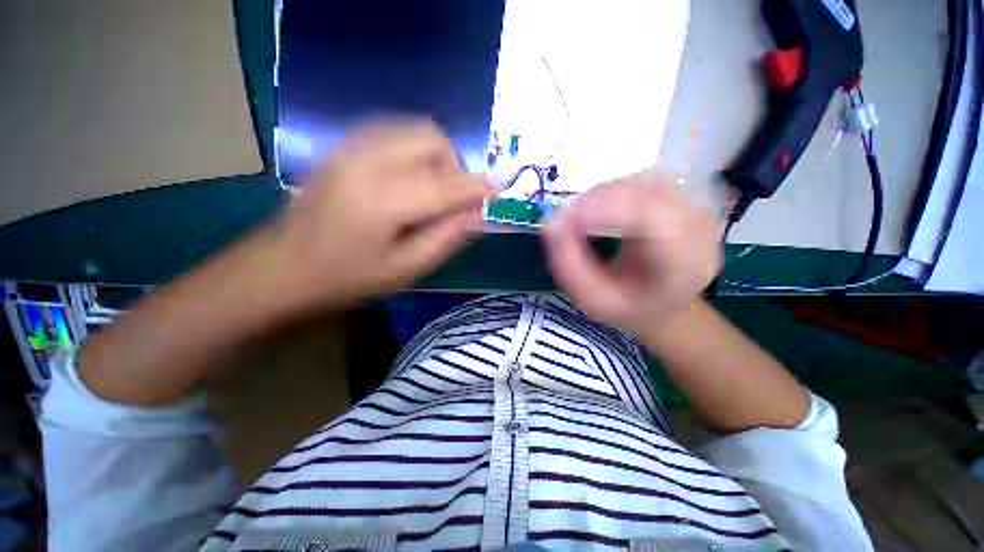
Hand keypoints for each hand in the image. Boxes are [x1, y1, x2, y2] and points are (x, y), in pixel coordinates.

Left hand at [275, 120, 492, 307]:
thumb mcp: (404, 269)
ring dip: (434, 156)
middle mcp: (369, 163)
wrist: (280, 268)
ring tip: (432, 189)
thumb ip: (445, 239)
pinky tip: (409, 179)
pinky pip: (391, 133)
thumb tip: (476, 217)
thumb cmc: (345, 278)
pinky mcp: (342, 150)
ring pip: (411, 130)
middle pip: (430, 138)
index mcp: (385, 201)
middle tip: (452, 198)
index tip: (497, 187)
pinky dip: (413, 150)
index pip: (445, 185)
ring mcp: (351, 150)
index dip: (476, 186)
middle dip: (453, 165)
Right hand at [543, 174, 720, 338]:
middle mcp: (699, 231)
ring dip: (603, 194)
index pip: (653, 220)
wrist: (661, 305)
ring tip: (578, 216)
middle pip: (649, 194)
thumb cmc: (627, 308)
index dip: (605, 210)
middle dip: (598, 200)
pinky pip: (643, 181)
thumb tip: (550, 224)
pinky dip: (611, 191)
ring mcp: (694, 210)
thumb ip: (568, 266)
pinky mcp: (680, 199)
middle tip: (564, 217)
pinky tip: (597, 209)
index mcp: (685, 265)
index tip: (563, 218)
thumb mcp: (592, 300)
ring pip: (644, 181)